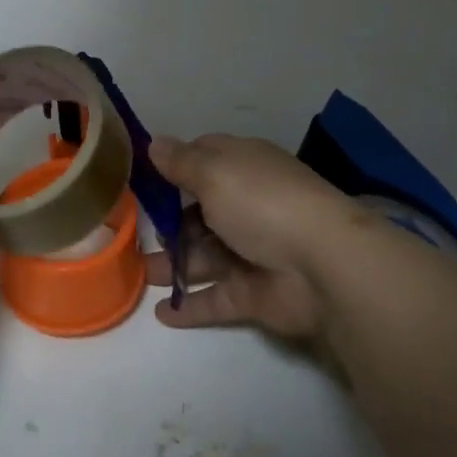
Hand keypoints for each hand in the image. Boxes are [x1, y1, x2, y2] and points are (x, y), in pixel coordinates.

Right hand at [143, 134, 361, 340]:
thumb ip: (179, 162)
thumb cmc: (262, 203)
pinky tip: (162, 313)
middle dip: (167, 222)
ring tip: (137, 274)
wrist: (323, 266)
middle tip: (133, 231)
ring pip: (202, 257)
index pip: (203, 160)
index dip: (174, 166)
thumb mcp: (213, 171)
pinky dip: (189, 306)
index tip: (141, 177)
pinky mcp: (253, 293)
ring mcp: (250, 252)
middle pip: (198, 212)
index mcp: (242, 168)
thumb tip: (153, 143)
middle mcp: (246, 206)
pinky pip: (214, 299)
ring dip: (171, 265)